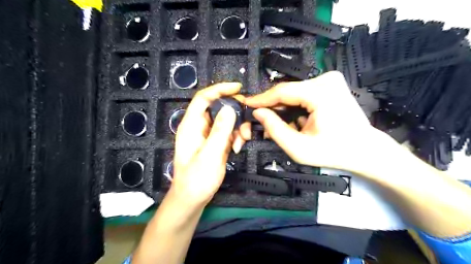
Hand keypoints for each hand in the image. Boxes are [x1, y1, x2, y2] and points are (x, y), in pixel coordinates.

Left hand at [170, 84, 249, 207]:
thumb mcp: (210, 154)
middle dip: (235, 113)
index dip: (219, 89)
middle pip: (218, 108)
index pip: (204, 98)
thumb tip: (230, 108)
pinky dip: (236, 137)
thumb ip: (220, 131)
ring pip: (226, 120)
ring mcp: (208, 135)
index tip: (238, 88)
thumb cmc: (197, 179)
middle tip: (247, 121)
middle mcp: (199, 127)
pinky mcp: (216, 143)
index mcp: (191, 125)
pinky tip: (238, 147)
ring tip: (243, 140)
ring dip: (237, 127)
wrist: (193, 199)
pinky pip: (228, 132)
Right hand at [244, 71, 392, 175]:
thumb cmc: (334, 152)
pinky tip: (293, 120)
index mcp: (321, 92)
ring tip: (276, 125)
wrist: (365, 150)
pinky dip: (294, 107)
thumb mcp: (299, 148)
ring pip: (294, 93)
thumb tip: (258, 113)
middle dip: (273, 107)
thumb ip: (275, 129)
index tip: (247, 105)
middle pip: (288, 91)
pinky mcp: (331, 85)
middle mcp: (326, 80)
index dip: (261, 99)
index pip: (282, 91)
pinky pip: (303, 94)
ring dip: (283, 108)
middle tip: (261, 122)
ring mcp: (330, 80)